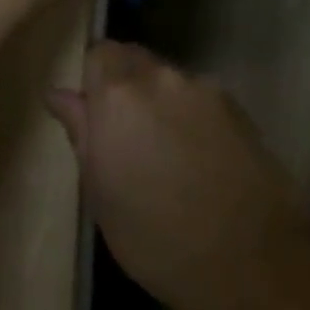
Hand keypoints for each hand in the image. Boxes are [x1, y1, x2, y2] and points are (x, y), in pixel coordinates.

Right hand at [46, 42, 309, 309]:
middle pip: (136, 60)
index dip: (95, 79)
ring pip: (169, 79)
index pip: (100, 52)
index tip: (96, 115)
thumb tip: (61, 94)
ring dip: (161, 101)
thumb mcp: (101, 194)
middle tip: (128, 136)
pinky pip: (200, 97)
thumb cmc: (156, 237)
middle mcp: (161, 77)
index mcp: (119, 95)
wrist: (248, 257)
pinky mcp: (236, 104)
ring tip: (168, 152)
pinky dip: (192, 115)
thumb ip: (82, 132)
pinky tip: (201, 157)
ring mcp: (203, 87)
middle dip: (126, 86)